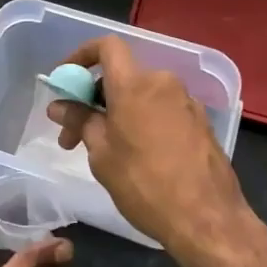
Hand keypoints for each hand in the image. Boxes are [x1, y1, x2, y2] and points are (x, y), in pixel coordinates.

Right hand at [47, 36, 251, 259]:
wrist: (207, 220)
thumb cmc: (145, 183)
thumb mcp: (101, 154)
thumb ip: (79, 121)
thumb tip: (59, 106)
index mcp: (134, 84)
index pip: (107, 46)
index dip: (82, 55)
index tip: (65, 79)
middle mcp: (163, 83)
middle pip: (121, 75)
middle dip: (93, 99)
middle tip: (73, 134)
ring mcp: (186, 102)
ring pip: (141, 95)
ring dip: (117, 113)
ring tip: (103, 151)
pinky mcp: (200, 123)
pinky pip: (161, 110)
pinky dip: (141, 122)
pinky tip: (135, 156)